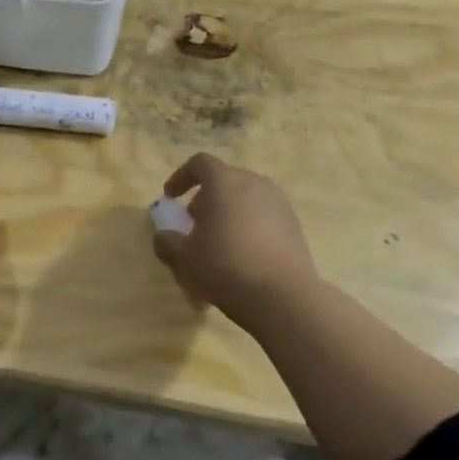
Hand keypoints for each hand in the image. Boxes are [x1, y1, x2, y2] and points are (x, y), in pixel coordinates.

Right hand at [153, 153, 319, 330]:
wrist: (284, 296)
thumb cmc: (225, 266)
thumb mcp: (184, 258)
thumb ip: (167, 243)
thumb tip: (164, 237)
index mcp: (225, 182)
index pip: (199, 163)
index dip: (181, 177)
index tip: (171, 198)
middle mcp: (255, 184)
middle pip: (224, 181)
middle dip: (205, 199)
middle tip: (193, 224)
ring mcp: (279, 204)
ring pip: (245, 200)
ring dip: (227, 214)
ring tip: (217, 243)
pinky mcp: (294, 226)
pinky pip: (263, 217)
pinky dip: (247, 228)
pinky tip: (241, 257)